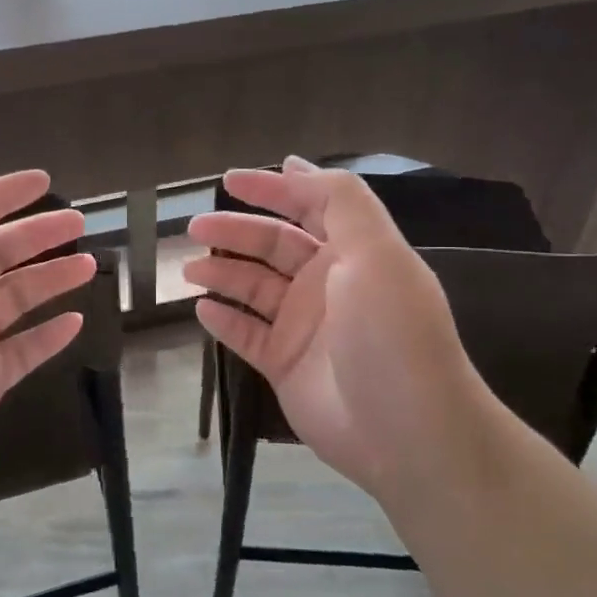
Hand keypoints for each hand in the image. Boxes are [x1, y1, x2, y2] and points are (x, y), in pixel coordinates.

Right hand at [184, 157, 483, 501]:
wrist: (407, 431)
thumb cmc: (391, 334)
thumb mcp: (376, 253)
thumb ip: (339, 201)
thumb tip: (296, 164)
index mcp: (354, 252)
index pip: (309, 207)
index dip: (272, 189)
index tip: (229, 180)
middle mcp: (328, 283)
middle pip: (273, 246)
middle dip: (235, 232)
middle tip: (194, 227)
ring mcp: (305, 326)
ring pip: (254, 289)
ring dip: (222, 274)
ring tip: (189, 270)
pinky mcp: (286, 365)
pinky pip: (247, 334)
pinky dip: (224, 321)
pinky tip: (202, 310)